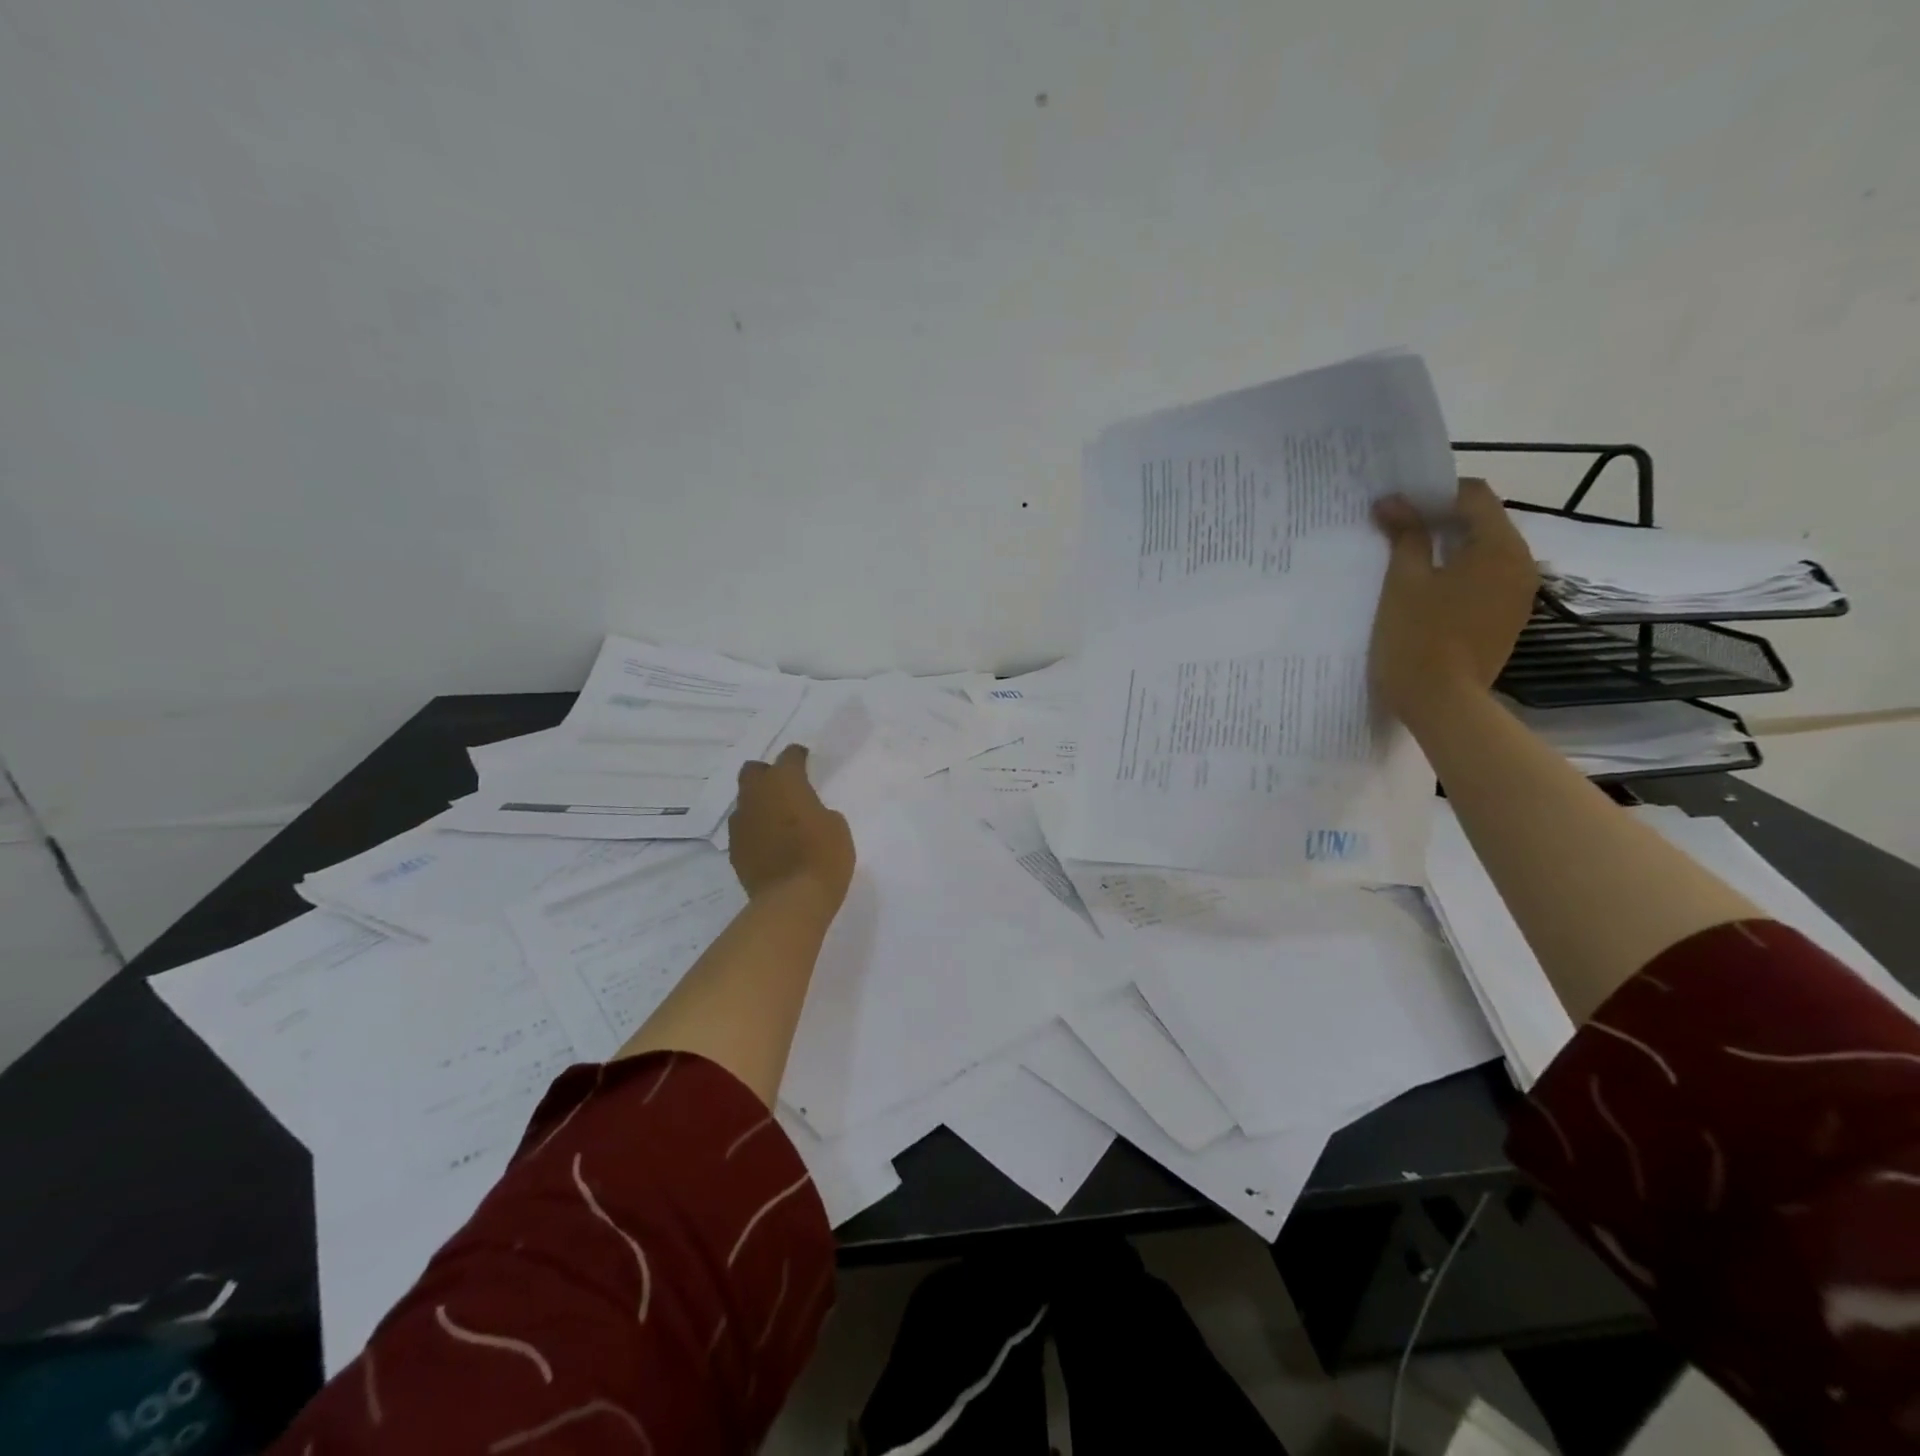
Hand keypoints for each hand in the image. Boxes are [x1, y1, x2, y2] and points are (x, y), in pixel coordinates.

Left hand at [728, 744, 855, 908]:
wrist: (792, 900)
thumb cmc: (823, 856)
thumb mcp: (836, 826)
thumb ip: (818, 811)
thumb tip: (805, 815)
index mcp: (785, 782)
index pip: (788, 756)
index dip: (798, 757)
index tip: (805, 760)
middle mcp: (756, 796)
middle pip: (753, 771)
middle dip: (767, 774)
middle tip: (785, 787)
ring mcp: (741, 823)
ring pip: (745, 801)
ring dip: (759, 804)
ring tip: (778, 819)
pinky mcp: (735, 849)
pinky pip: (744, 829)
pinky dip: (756, 830)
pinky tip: (770, 843)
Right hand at [1369, 478, 1537, 727]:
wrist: (1441, 703)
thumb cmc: (1418, 637)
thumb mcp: (1404, 581)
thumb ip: (1405, 536)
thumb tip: (1394, 502)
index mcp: (1499, 547)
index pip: (1475, 496)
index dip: (1435, 493)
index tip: (1399, 506)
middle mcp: (1520, 564)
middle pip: (1484, 524)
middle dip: (1441, 521)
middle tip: (1397, 530)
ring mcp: (1517, 596)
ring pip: (1484, 554)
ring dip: (1449, 550)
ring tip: (1408, 561)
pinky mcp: (1506, 620)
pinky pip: (1485, 582)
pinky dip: (1458, 576)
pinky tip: (1426, 593)